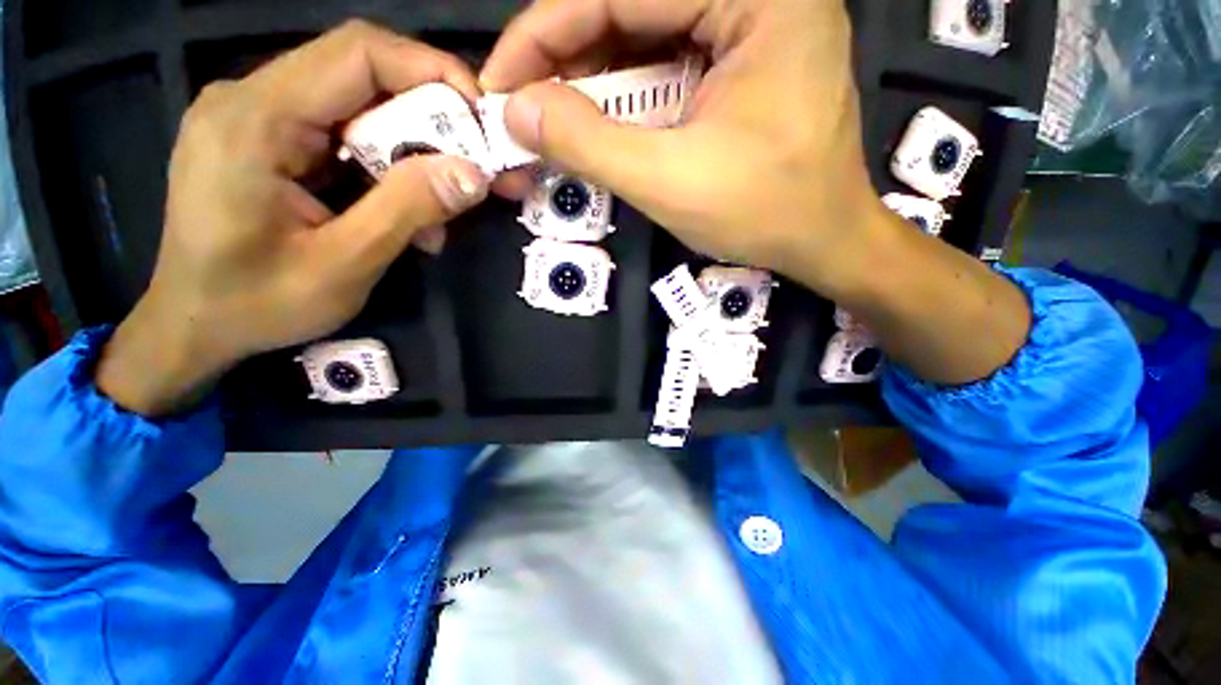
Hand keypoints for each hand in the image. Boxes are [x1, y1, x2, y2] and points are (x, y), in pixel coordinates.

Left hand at [97, 21, 490, 415]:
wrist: (192, 326)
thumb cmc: (255, 305)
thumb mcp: (343, 265)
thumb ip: (408, 210)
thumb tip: (474, 174)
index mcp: (256, 119)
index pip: (359, 54)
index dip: (432, 71)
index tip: (482, 116)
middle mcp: (252, 99)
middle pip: (363, 77)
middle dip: (431, 120)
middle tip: (474, 168)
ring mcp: (258, 117)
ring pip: (359, 108)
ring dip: (413, 152)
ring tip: (440, 208)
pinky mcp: (269, 140)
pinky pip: (344, 134)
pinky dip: (387, 166)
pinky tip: (404, 210)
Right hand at [482, 0, 887, 290]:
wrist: (822, 242)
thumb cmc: (762, 214)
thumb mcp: (669, 182)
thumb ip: (590, 143)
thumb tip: (517, 110)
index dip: (545, 32)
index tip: (500, 80)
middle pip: (635, 7)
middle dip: (566, 57)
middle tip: (520, 103)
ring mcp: (754, 25)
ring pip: (648, 33)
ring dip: (590, 76)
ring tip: (549, 115)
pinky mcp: (745, 60)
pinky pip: (669, 60)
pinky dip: (625, 90)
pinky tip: (595, 117)